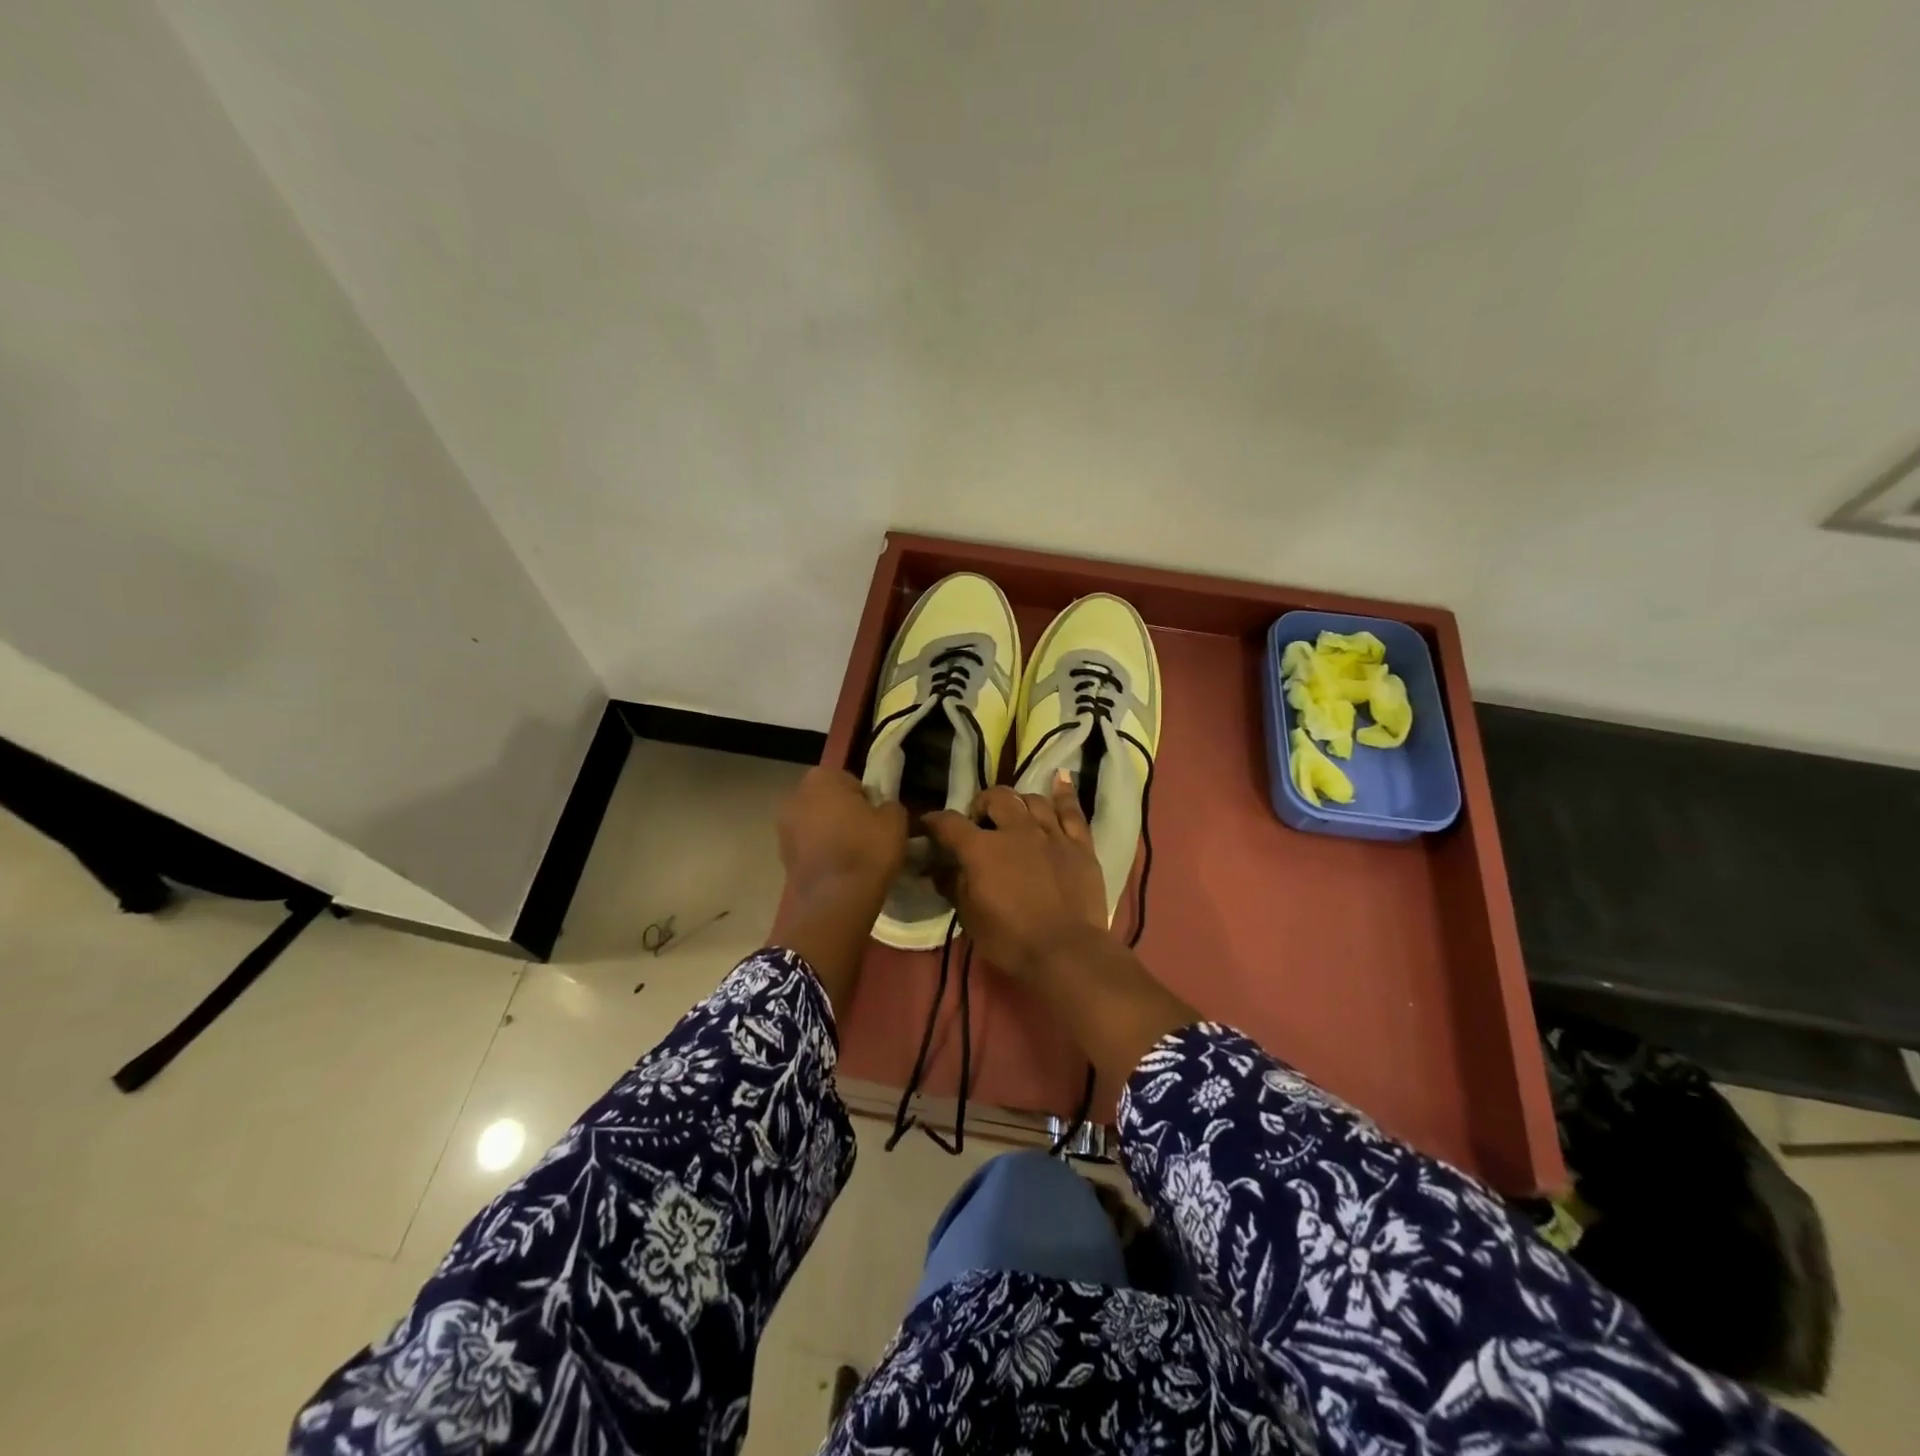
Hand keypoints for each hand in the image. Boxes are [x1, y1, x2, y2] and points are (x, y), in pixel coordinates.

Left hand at [777, 767, 907, 904]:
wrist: (837, 899)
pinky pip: (809, 849)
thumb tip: (882, 810)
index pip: (850, 780)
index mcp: (821, 778)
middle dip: (844, 814)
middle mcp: (795, 797)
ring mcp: (783, 829)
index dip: (866, 799)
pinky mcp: (782, 858)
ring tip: (853, 856)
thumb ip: (888, 805)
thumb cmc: (868, 848)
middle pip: (828, 801)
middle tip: (867, 835)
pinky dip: (821, 855)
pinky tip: (839, 871)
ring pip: (815, 825)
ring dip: (830, 835)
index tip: (877, 818)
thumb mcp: (895, 819)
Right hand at [923, 773, 1108, 980]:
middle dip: (982, 804)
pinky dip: (1064, 793)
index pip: (950, 824)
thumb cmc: (1011, 939)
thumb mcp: (970, 918)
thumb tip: (939, 868)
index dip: (935, 822)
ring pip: (1032, 799)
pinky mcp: (1079, 844)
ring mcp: (1051, 834)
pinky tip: (1058, 778)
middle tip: (980, 822)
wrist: (1067, 951)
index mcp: (982, 849)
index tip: (929, 826)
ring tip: (1015, 814)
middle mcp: (1016, 830)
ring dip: (1018, 803)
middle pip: (996, 797)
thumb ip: (954, 885)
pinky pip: (1072, 810)